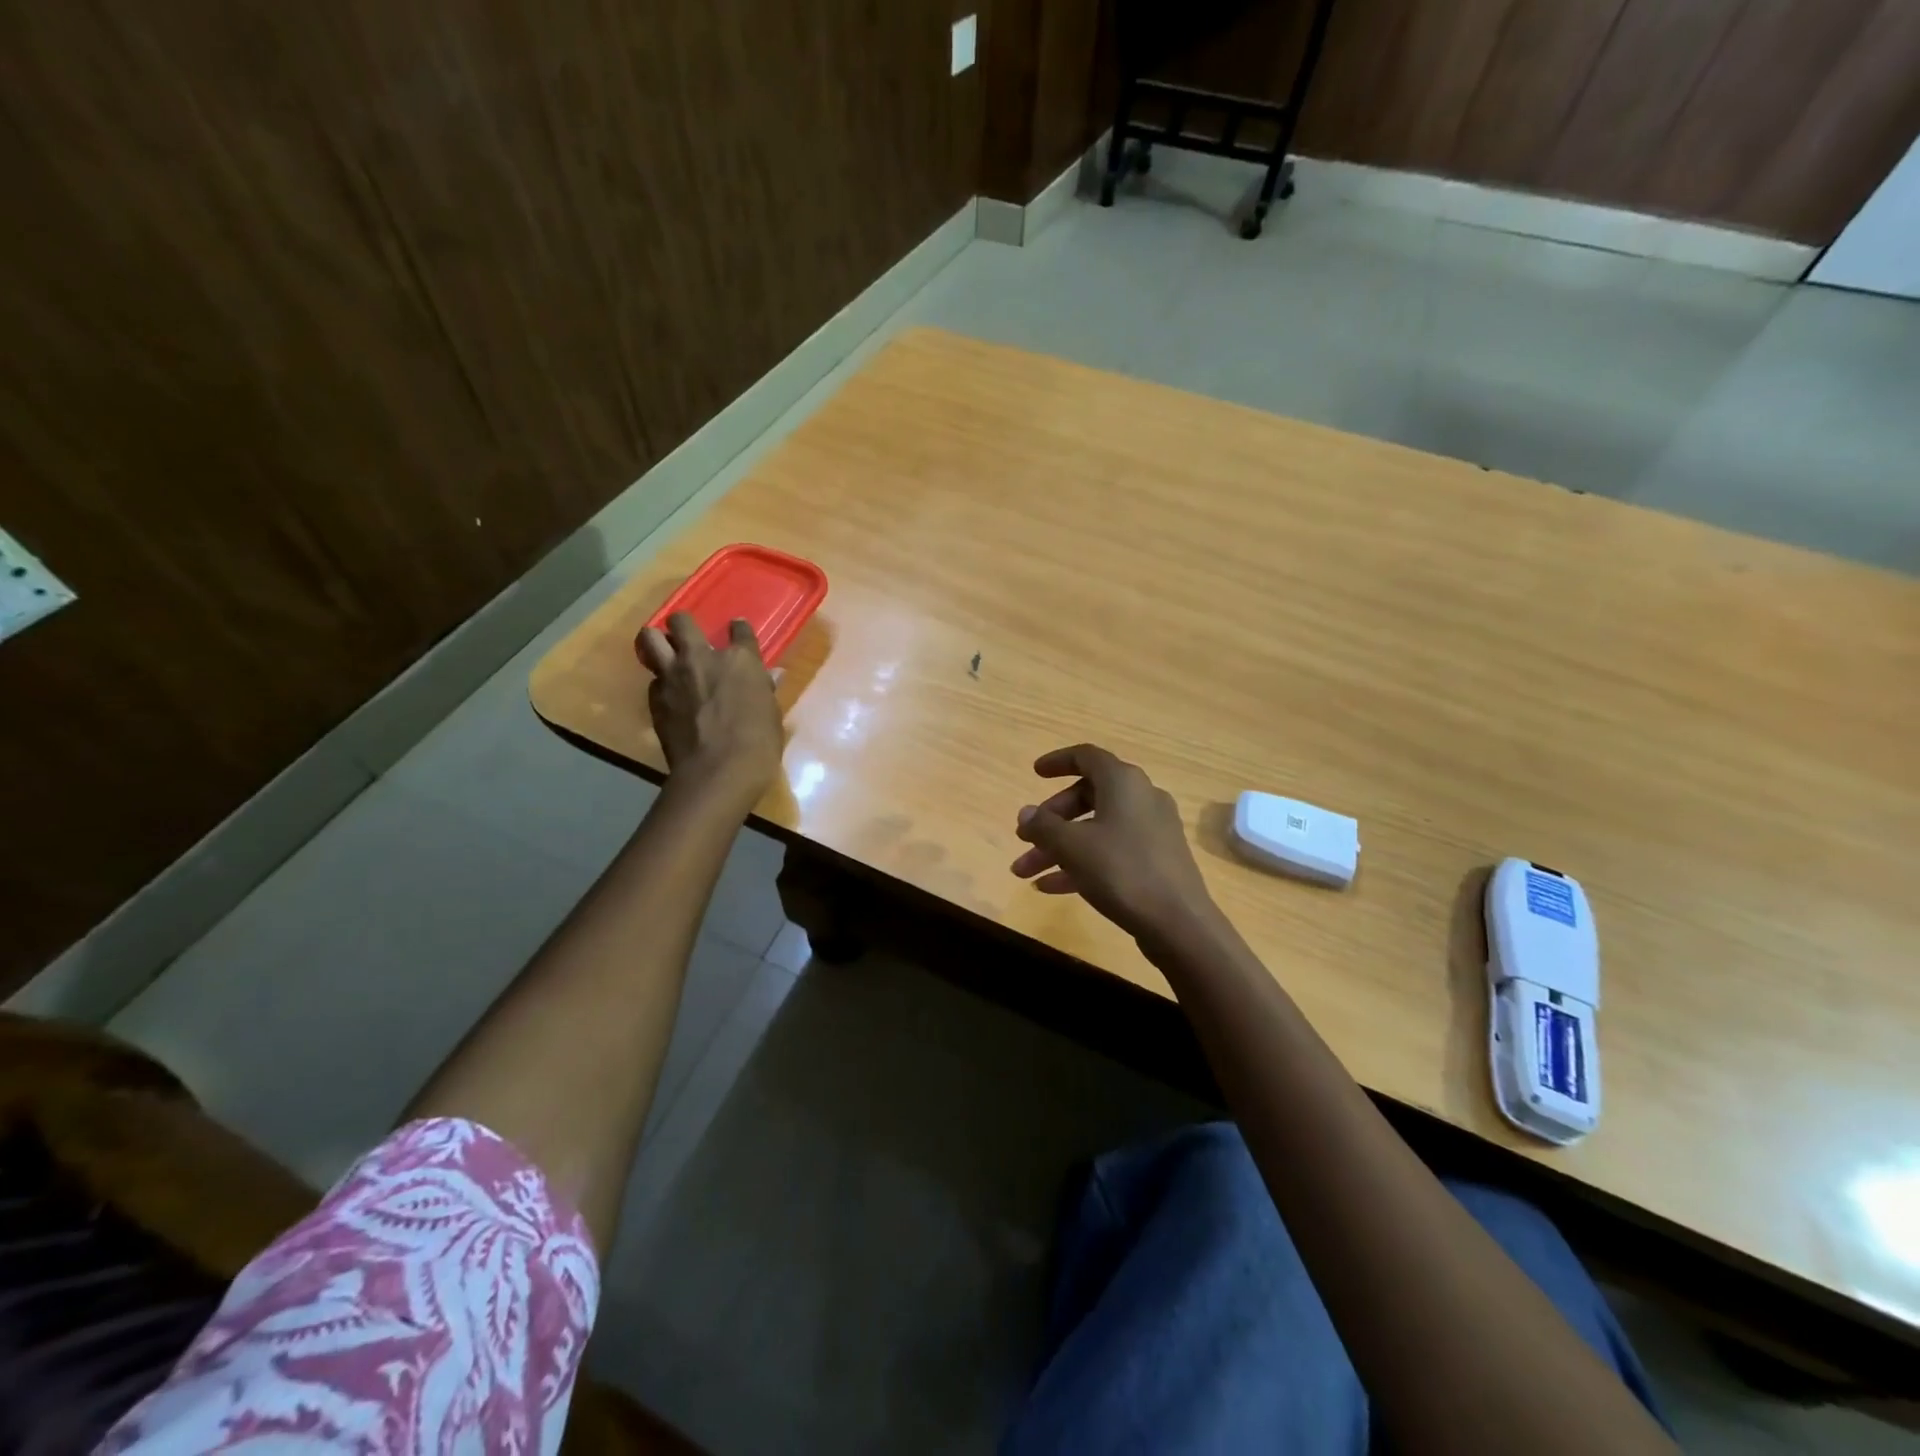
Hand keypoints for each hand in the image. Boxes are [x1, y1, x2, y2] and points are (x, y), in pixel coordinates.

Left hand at [637, 612, 782, 802]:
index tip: (737, 631)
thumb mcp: (771, 715)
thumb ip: (764, 690)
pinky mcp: (655, 698)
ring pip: (650, 639)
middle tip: (687, 638)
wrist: (717, 772)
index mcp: (740, 660)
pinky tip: (669, 696)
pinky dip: (660, 683)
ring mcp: (673, 676)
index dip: (738, 630)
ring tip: (664, 653)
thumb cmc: (758, 744)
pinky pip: (652, 680)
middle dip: (682, 625)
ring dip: (656, 642)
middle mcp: (702, 658)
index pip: (739, 630)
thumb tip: (770, 677)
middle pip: (681, 621)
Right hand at [1010, 744, 1216, 942]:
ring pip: (1095, 829)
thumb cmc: (1121, 870)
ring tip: (1025, 872)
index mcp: (1123, 782)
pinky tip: (1050, 888)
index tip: (1035, 773)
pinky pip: (1110, 852)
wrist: (1179, 923)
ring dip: (1058, 848)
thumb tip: (1025, 813)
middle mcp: (1141, 798)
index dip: (1058, 762)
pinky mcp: (1155, 860)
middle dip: (1050, 820)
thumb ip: (1043, 826)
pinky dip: (1081, 864)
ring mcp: (1151, 831)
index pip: (1086, 757)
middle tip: (1024, 838)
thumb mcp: (1072, 846)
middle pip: (1087, 797)